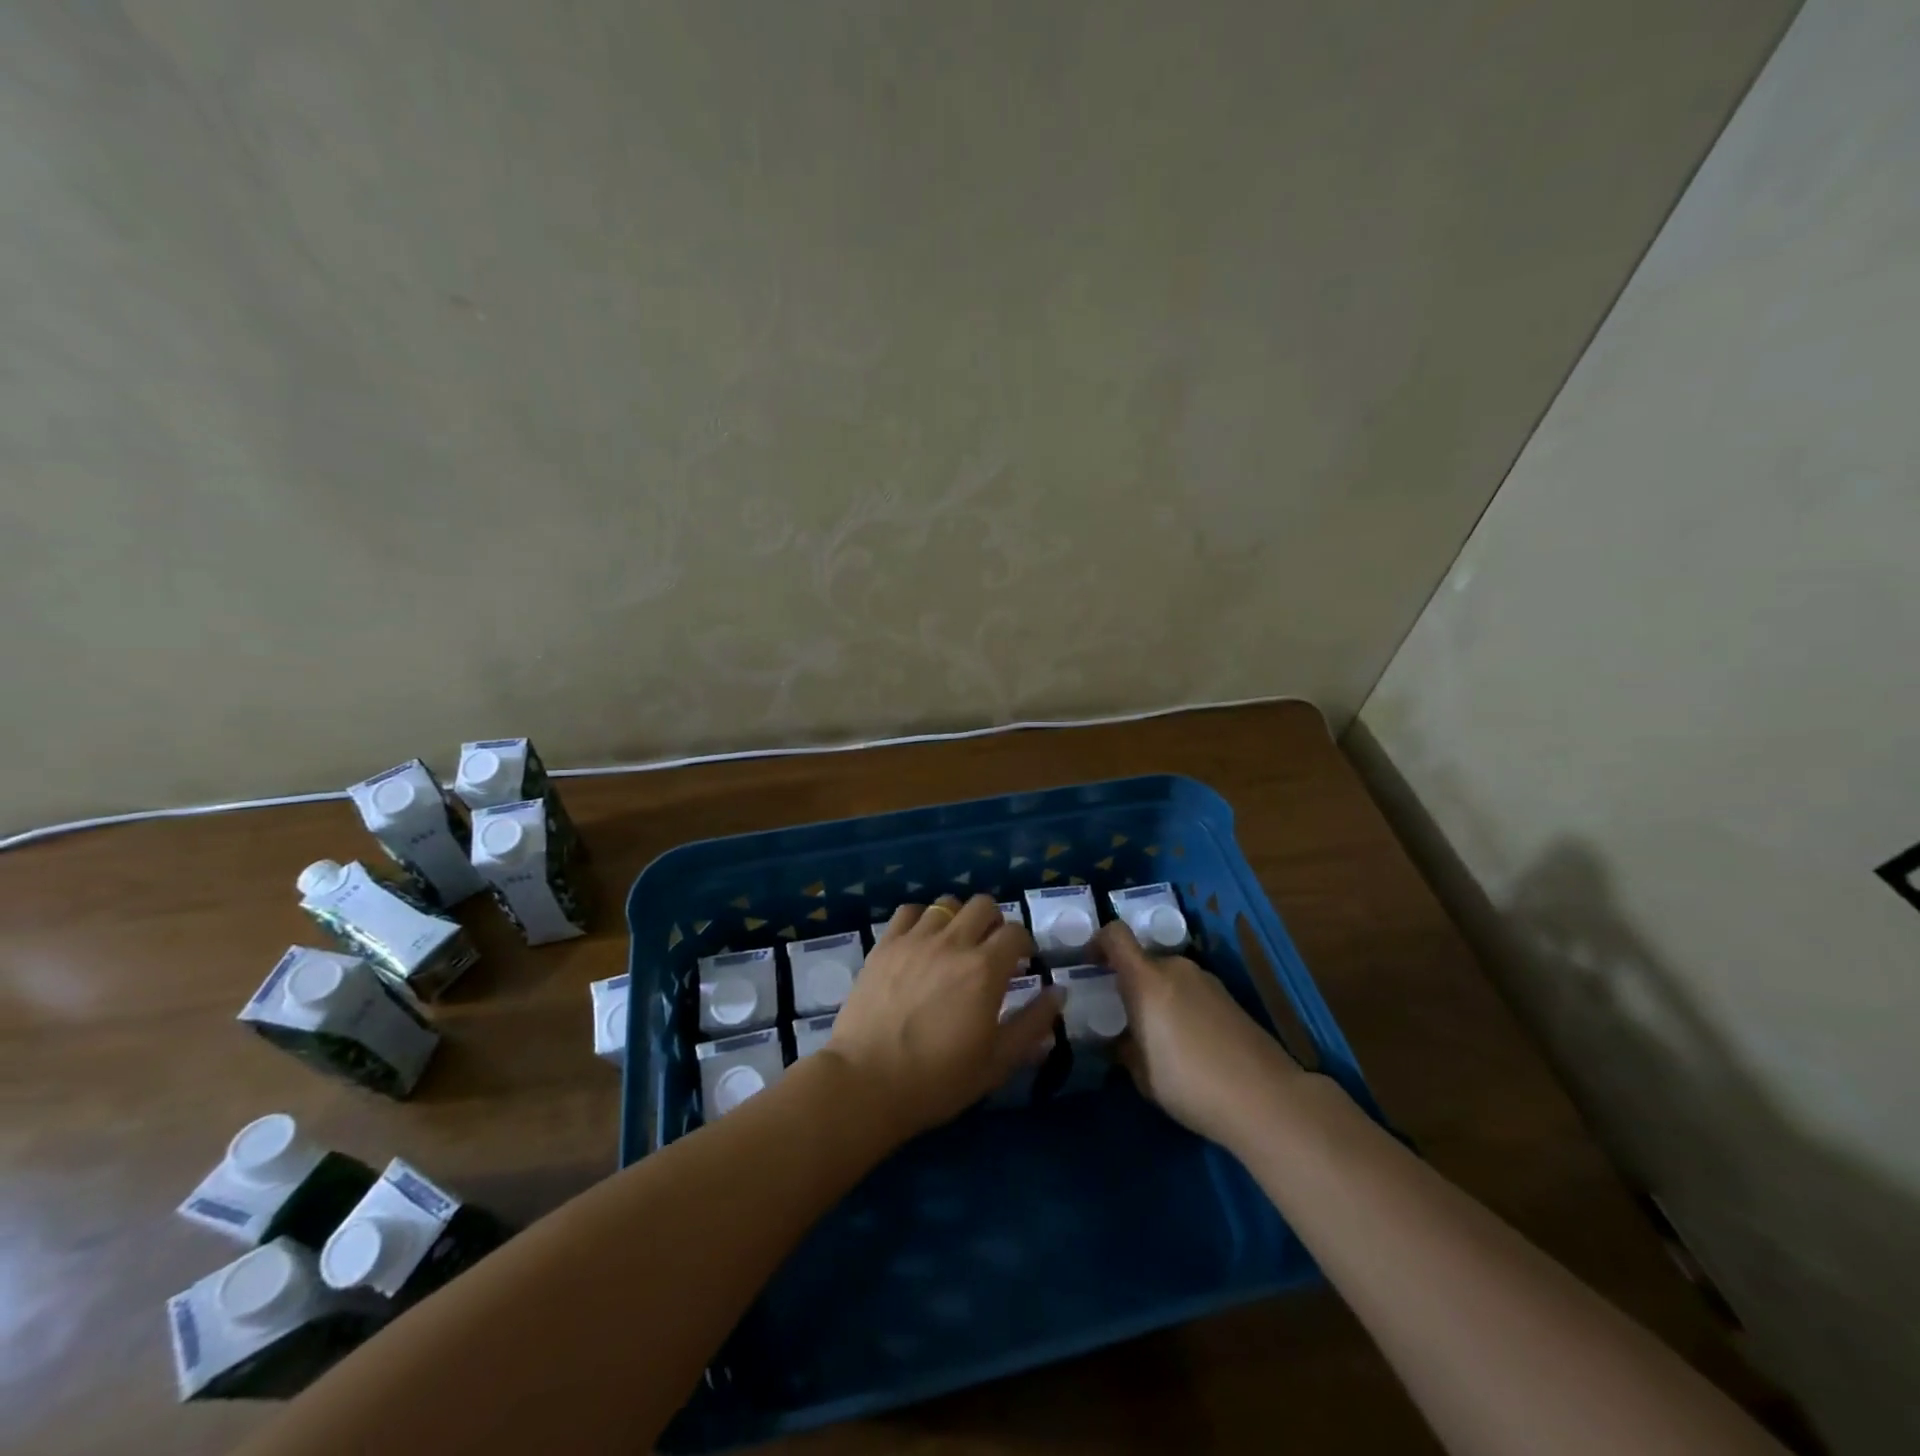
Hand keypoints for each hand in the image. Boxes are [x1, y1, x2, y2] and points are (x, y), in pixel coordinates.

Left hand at [827, 896, 1059, 1140]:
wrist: (866, 1083)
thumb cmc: (937, 1080)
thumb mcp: (997, 1062)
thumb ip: (1033, 1024)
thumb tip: (1058, 992)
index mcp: (985, 970)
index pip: (1016, 932)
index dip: (1024, 944)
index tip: (1021, 964)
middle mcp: (953, 943)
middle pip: (984, 904)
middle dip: (995, 922)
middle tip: (990, 951)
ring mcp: (915, 939)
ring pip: (947, 903)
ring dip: (958, 919)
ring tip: (954, 945)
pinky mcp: (885, 945)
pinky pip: (909, 911)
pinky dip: (922, 919)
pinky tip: (921, 941)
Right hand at [1099, 920, 1300, 1147]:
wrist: (1266, 1098)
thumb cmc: (1190, 1083)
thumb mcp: (1142, 1073)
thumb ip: (1124, 1047)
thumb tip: (1119, 1039)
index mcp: (1147, 980)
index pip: (1116, 935)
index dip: (1098, 942)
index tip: (1089, 964)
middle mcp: (1176, 969)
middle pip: (1144, 961)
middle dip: (1130, 982)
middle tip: (1125, 1017)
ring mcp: (1207, 981)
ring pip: (1169, 978)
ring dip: (1158, 996)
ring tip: (1159, 1037)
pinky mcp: (1230, 998)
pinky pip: (1192, 992)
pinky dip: (1182, 1007)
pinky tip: (1190, 1045)